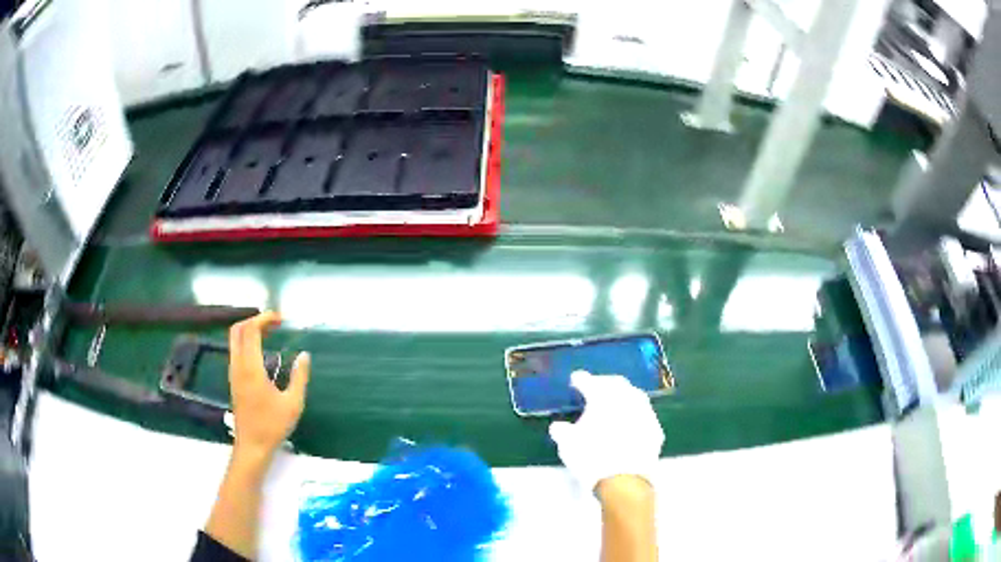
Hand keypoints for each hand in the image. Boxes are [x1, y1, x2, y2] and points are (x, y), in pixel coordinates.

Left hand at [228, 311, 310, 460]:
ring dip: (250, 331)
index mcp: (251, 368)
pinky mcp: (234, 380)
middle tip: (274, 324)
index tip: (281, 319)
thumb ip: (300, 377)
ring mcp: (233, 373)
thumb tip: (304, 355)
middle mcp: (238, 366)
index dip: (264, 318)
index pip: (250, 330)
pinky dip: (248, 343)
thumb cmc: (273, 426)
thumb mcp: (293, 403)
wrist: (252, 446)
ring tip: (271, 334)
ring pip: (235, 340)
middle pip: (237, 330)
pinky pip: (236, 351)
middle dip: (254, 320)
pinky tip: (264, 353)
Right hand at [549, 371, 663, 493]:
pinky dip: (635, 414)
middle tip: (596, 387)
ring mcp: (645, 413)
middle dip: (604, 382)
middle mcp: (626, 399)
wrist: (625, 480)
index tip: (575, 380)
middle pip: (616, 383)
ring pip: (634, 396)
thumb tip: (558, 426)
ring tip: (614, 403)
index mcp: (602, 398)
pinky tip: (630, 423)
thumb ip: (561, 431)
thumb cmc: (591, 458)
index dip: (581, 379)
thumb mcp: (567, 445)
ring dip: (623, 396)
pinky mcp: (655, 429)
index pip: (589, 381)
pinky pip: (644, 415)